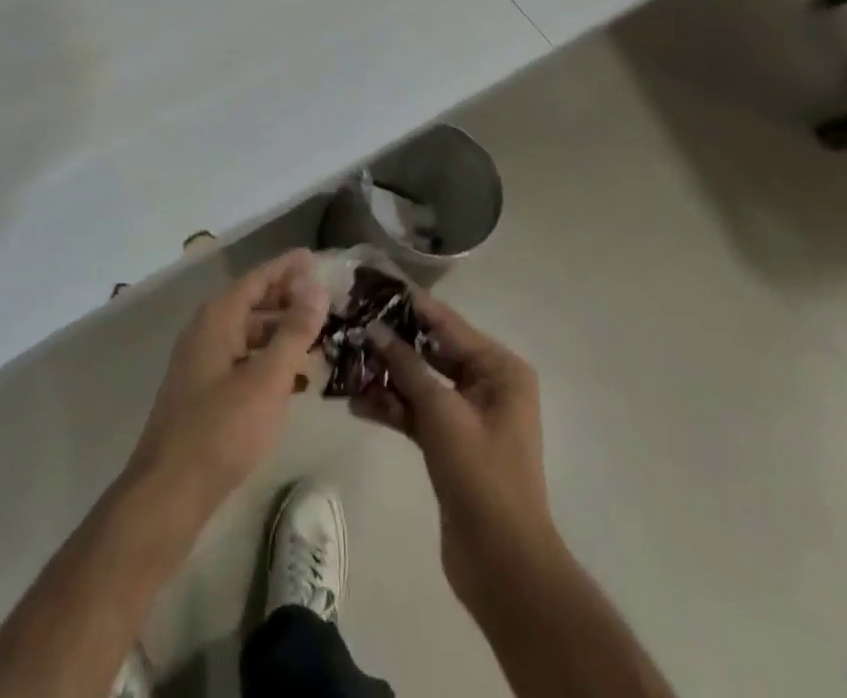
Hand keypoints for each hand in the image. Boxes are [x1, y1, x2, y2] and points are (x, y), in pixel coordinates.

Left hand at [126, 249, 328, 516]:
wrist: (170, 490)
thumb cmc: (222, 428)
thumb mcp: (268, 378)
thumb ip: (294, 331)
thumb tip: (316, 286)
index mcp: (218, 318)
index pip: (258, 278)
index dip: (287, 268)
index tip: (314, 257)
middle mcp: (206, 330)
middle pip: (252, 303)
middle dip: (287, 301)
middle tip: (325, 302)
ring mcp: (201, 362)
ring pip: (248, 335)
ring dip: (281, 334)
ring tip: (317, 340)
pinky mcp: (203, 391)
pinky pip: (242, 361)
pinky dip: (268, 362)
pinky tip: (295, 381)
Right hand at [353, 291, 555, 607]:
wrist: (503, 564)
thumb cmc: (481, 475)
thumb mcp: (442, 413)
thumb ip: (407, 366)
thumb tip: (374, 328)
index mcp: (499, 368)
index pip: (446, 323)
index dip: (409, 303)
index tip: (372, 282)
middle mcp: (487, 383)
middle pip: (431, 350)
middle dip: (391, 341)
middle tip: (349, 322)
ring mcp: (467, 414)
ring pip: (420, 382)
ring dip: (386, 376)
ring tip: (344, 363)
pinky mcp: (450, 442)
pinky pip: (417, 412)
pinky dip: (391, 406)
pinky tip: (356, 403)